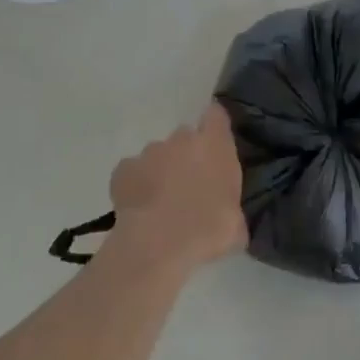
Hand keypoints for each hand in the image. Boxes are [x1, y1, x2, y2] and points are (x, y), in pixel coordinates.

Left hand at [107, 103, 246, 270]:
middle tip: (189, 185)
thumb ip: (232, 207)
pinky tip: (139, 208)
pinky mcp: (123, 170)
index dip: (214, 126)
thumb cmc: (210, 229)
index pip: (216, 115)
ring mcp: (150, 152)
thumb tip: (229, 217)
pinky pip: (132, 172)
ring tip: (161, 202)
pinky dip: (135, 185)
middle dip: (186, 155)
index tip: (215, 142)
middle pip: (185, 137)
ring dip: (160, 171)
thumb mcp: (236, 223)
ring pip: (157, 155)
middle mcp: (182, 140)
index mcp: (215, 145)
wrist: (160, 244)